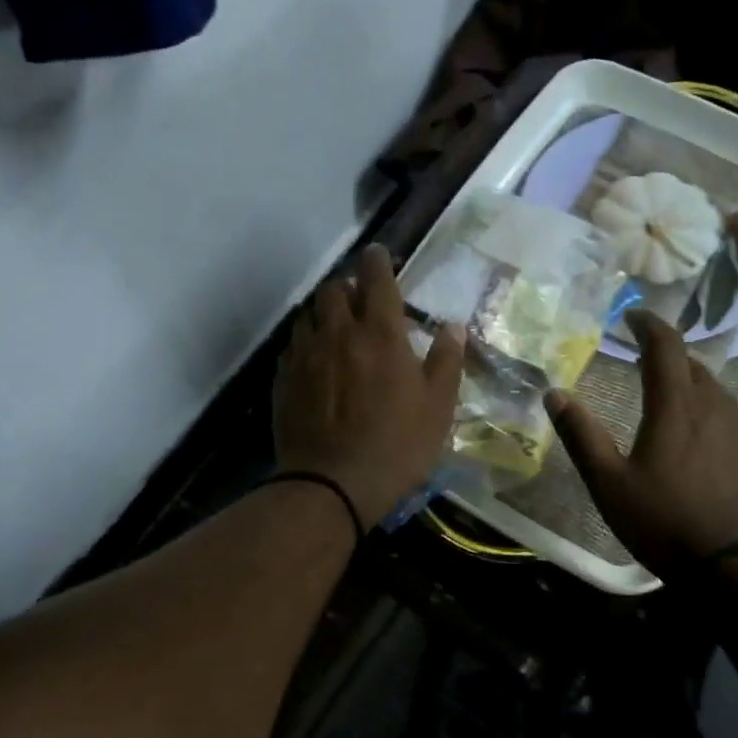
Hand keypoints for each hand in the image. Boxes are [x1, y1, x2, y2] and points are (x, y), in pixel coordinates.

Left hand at [274, 245, 464, 525]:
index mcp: (380, 333)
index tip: (379, 254)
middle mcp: (339, 333)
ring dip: (324, 311)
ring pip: (309, 314)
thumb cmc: (397, 444)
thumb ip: (446, 360)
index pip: (376, 279)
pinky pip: (293, 345)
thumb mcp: (438, 406)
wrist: (333, 483)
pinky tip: (315, 358)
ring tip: (336, 324)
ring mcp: (306, 355)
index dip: (378, 260)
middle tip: (360, 296)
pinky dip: (306, 341)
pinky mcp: (284, 379)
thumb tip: (453, 326)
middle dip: (347, 284)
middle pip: (334, 289)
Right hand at [545, 310, 737, 578]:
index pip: (665, 346)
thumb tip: (553, 393)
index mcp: (676, 405)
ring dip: (685, 376)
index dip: (647, 324)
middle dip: (665, 351)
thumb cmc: (667, 522)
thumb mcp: (609, 484)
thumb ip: (581, 436)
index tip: (630, 316)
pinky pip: (724, 408)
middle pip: (691, 362)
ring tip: (663, 387)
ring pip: (710, 385)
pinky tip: (693, 427)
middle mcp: (712, 405)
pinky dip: (702, 402)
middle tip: (639, 353)